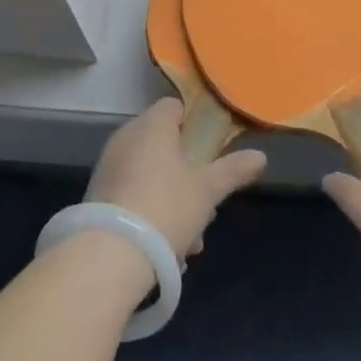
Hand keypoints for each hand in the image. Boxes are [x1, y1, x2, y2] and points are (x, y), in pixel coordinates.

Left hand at [86, 98, 267, 257]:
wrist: (110, 254)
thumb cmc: (166, 208)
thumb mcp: (207, 191)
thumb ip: (233, 170)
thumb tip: (261, 156)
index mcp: (152, 125)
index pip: (174, 107)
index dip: (195, 123)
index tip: (211, 149)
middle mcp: (126, 138)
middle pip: (164, 145)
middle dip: (188, 174)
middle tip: (206, 204)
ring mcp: (109, 166)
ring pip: (151, 175)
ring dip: (173, 202)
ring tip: (191, 240)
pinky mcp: (98, 196)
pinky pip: (133, 195)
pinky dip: (151, 214)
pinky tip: (167, 250)